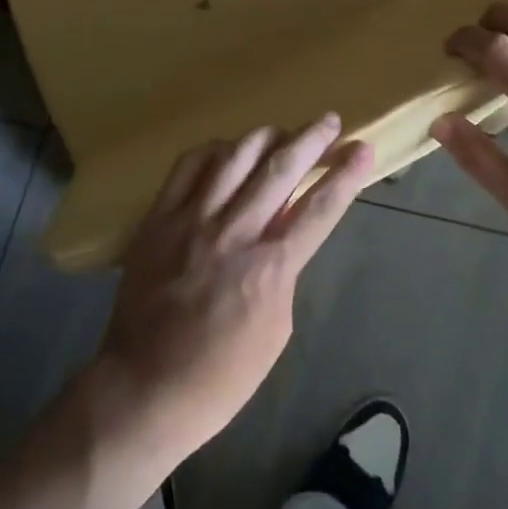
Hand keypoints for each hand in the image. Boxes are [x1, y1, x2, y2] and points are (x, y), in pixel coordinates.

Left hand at [90, 116, 372, 460]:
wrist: (144, 387)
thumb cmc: (220, 377)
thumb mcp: (275, 331)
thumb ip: (283, 272)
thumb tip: (284, 232)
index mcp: (270, 269)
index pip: (319, 209)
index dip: (345, 175)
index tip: (363, 148)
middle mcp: (235, 232)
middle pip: (281, 169)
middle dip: (312, 139)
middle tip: (330, 120)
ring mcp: (193, 219)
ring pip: (236, 156)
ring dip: (265, 136)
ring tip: (282, 130)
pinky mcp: (160, 216)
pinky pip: (189, 164)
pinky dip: (214, 150)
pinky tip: (227, 149)